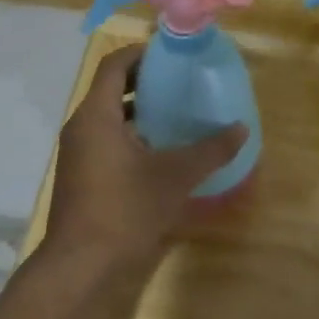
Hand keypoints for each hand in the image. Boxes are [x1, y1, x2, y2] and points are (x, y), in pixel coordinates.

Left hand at [43, 45, 247, 270]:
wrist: (80, 265)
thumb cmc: (125, 209)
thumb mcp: (176, 176)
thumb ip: (211, 150)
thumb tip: (241, 129)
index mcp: (96, 116)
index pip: (114, 65)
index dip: (142, 53)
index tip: (172, 54)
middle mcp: (81, 127)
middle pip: (111, 88)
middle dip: (145, 81)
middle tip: (182, 81)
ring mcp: (78, 153)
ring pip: (109, 117)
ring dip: (140, 110)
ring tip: (177, 112)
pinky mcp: (81, 175)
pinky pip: (107, 140)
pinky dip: (132, 135)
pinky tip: (162, 150)